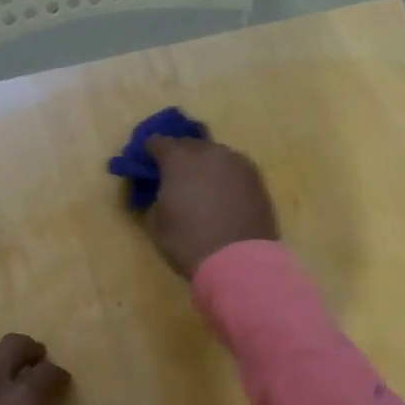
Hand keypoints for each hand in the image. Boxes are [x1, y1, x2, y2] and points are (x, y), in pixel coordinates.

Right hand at [141, 136, 278, 278]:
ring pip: (214, 156)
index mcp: (179, 158)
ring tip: (202, 189)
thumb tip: (161, 193)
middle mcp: (209, 151)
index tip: (147, 167)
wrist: (240, 261)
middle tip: (174, 179)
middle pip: (188, 145)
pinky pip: (233, 170)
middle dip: (179, 158)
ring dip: (205, 167)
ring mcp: (237, 162)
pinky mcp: (257, 178)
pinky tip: (223, 197)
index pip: (158, 142)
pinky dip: (225, 178)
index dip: (149, 153)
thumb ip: (153, 198)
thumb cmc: (189, 242)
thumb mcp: (155, 223)